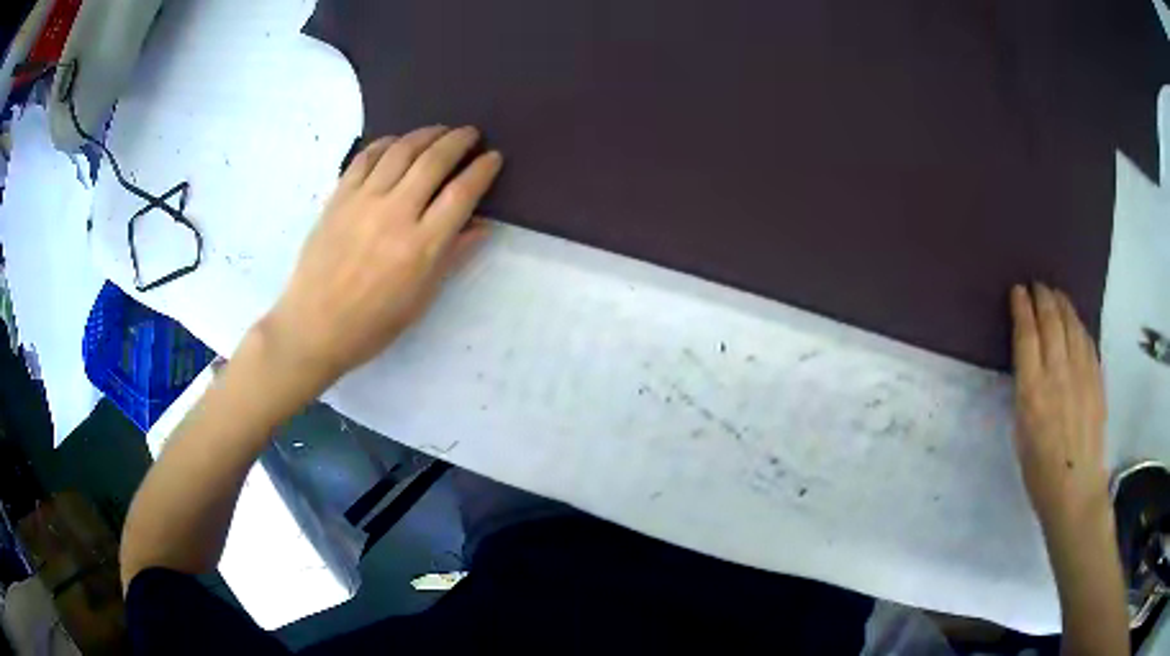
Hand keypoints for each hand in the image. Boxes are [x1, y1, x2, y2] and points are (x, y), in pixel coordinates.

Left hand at [261, 125, 502, 387]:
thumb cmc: (372, 323)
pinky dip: (386, 143)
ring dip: (426, 133)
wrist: (313, 327)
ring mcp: (363, 201)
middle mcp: (395, 213)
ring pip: (401, 151)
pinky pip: (366, 157)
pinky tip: (397, 142)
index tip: (494, 157)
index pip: (462, 193)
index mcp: (421, 246)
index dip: (483, 169)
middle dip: (458, 141)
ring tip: (440, 130)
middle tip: (470, 134)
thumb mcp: (421, 299)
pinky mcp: (339, 197)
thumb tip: (482, 225)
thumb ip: (452, 256)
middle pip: (434, 161)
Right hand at [1009, 283, 1109, 532]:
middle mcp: (1058, 374)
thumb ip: (1026, 391)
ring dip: (1062, 304)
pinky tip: (1075, 321)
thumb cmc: (1040, 471)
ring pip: (1071, 325)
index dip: (1021, 308)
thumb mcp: (1021, 433)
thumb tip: (1028, 364)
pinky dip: (1079, 324)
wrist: (1076, 489)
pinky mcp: (1096, 378)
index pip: (1027, 334)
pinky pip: (1087, 340)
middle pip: (1051, 321)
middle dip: (1042, 297)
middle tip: (1037, 285)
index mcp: (1032, 391)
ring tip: (1055, 294)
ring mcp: (1081, 373)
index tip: (1017, 290)